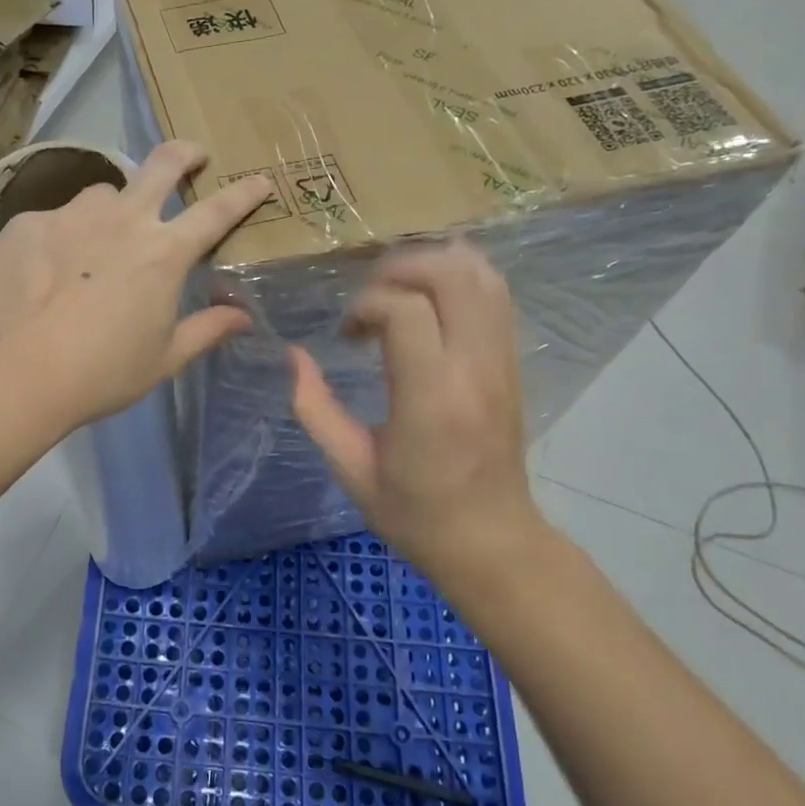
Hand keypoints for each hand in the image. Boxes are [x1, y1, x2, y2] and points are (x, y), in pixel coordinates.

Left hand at [0, 141, 273, 430]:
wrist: (17, 373)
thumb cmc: (102, 373)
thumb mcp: (164, 358)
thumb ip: (207, 330)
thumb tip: (243, 316)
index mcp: (163, 253)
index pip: (216, 212)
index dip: (243, 194)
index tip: (260, 180)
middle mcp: (122, 220)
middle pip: (162, 164)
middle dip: (184, 153)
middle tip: (192, 155)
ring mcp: (71, 216)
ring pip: (102, 194)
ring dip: (111, 210)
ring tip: (96, 242)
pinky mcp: (28, 223)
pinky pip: (53, 219)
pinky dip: (61, 238)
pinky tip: (45, 271)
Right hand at [288, 243, 551, 591]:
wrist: (491, 540)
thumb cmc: (414, 512)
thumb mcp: (349, 467)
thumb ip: (314, 408)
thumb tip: (293, 355)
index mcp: (430, 398)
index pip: (405, 310)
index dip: (366, 305)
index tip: (347, 335)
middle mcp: (473, 368)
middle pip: (450, 274)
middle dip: (400, 268)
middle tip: (368, 298)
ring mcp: (501, 361)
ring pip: (482, 275)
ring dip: (433, 265)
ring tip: (396, 290)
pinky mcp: (512, 363)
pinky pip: (496, 295)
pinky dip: (460, 278)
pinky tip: (428, 297)